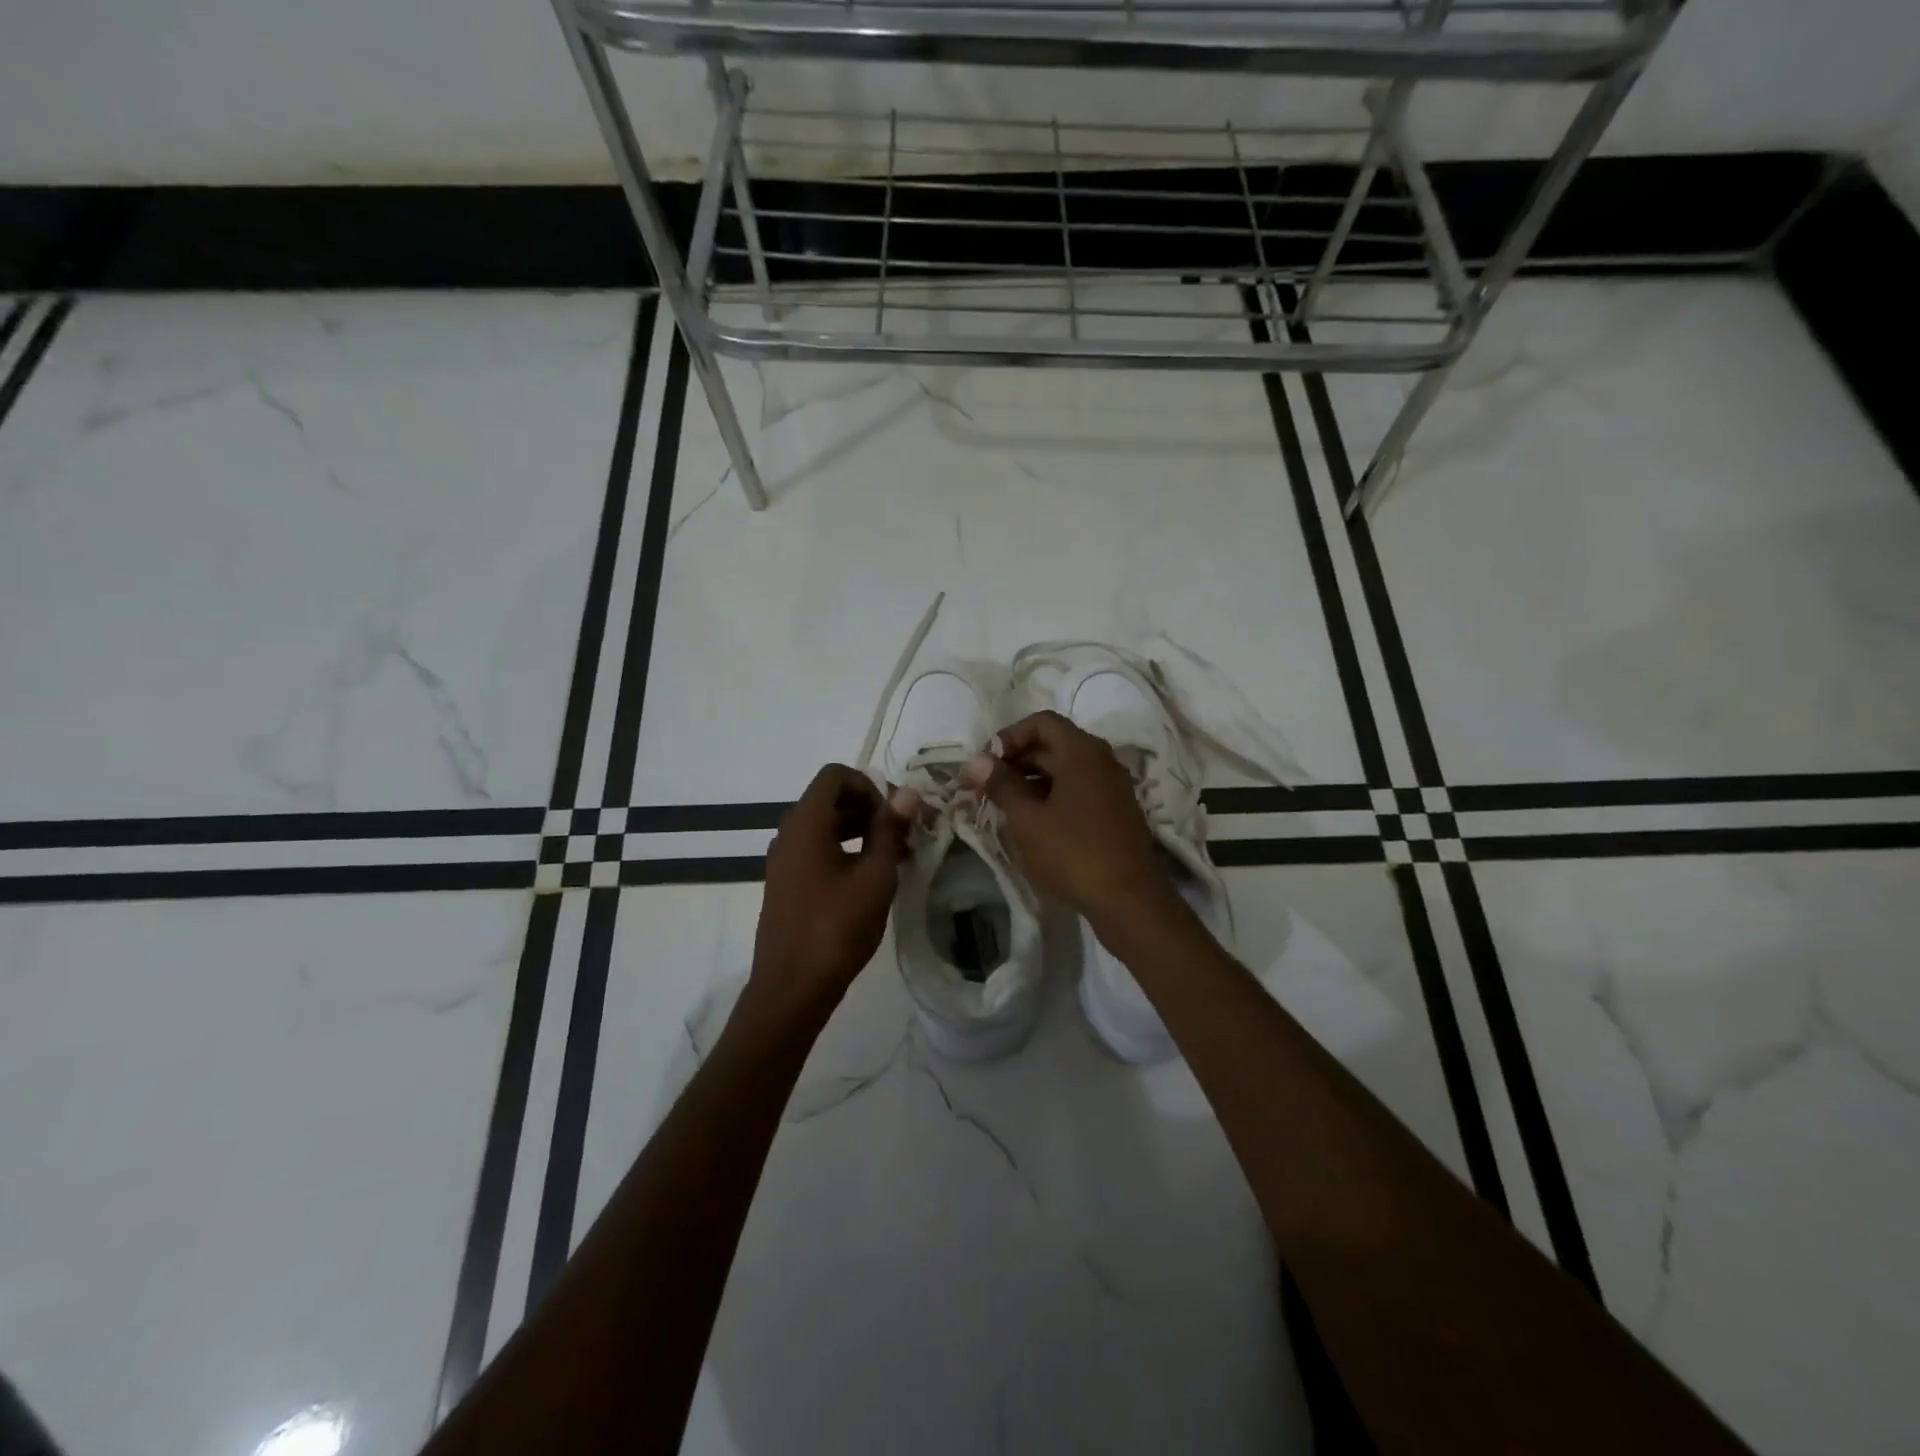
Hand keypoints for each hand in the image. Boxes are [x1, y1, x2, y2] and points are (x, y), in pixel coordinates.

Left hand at [747, 764, 913, 1024]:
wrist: (791, 988)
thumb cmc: (836, 929)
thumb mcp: (875, 877)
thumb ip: (890, 830)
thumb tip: (908, 794)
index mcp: (806, 823)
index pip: (835, 775)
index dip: (869, 785)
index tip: (894, 816)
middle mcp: (788, 832)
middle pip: (829, 798)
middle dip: (869, 808)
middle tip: (902, 835)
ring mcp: (783, 859)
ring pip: (824, 824)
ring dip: (859, 830)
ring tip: (893, 857)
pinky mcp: (785, 882)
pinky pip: (815, 848)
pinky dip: (843, 849)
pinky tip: (868, 879)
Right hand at [961, 710, 1172, 923]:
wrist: (1129, 900)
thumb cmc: (1072, 852)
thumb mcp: (1027, 818)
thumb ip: (1001, 784)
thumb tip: (975, 759)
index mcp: (1082, 752)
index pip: (1041, 722)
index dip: (1009, 736)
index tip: (986, 763)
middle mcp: (1102, 761)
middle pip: (1053, 745)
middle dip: (1016, 761)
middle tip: (985, 787)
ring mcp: (1113, 787)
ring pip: (1065, 770)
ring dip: (1032, 781)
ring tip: (1004, 807)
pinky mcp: (1116, 813)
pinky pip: (1078, 791)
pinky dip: (1052, 797)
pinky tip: (1033, 824)